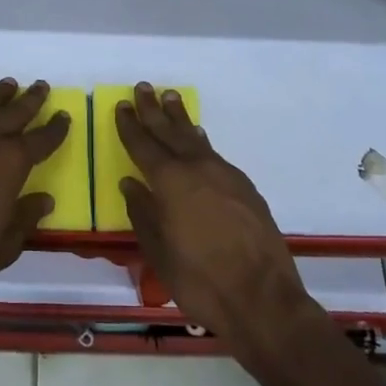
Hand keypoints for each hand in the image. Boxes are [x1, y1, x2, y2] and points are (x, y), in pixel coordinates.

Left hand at [0, 78, 68, 303]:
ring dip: (0, 96)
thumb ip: (26, 217)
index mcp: (11, 163)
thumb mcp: (5, 245)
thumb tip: (44, 199)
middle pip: (14, 113)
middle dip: (30, 100)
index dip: (55, 128)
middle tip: (41, 85)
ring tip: (9, 84)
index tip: (64, 116)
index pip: (41, 139)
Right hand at [117, 83, 309, 351]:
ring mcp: (224, 175)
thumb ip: (143, 214)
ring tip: (170, 97)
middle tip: (144, 86)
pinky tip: (198, 137)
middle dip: (154, 110)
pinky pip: (214, 153)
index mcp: (170, 181)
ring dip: (180, 118)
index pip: (144, 145)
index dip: (131, 125)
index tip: (122, 105)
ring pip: (195, 138)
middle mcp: (197, 168)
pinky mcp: (244, 187)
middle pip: (170, 131)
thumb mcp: (159, 252)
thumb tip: (131, 184)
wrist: (263, 299)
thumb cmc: (200, 280)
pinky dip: (200, 141)